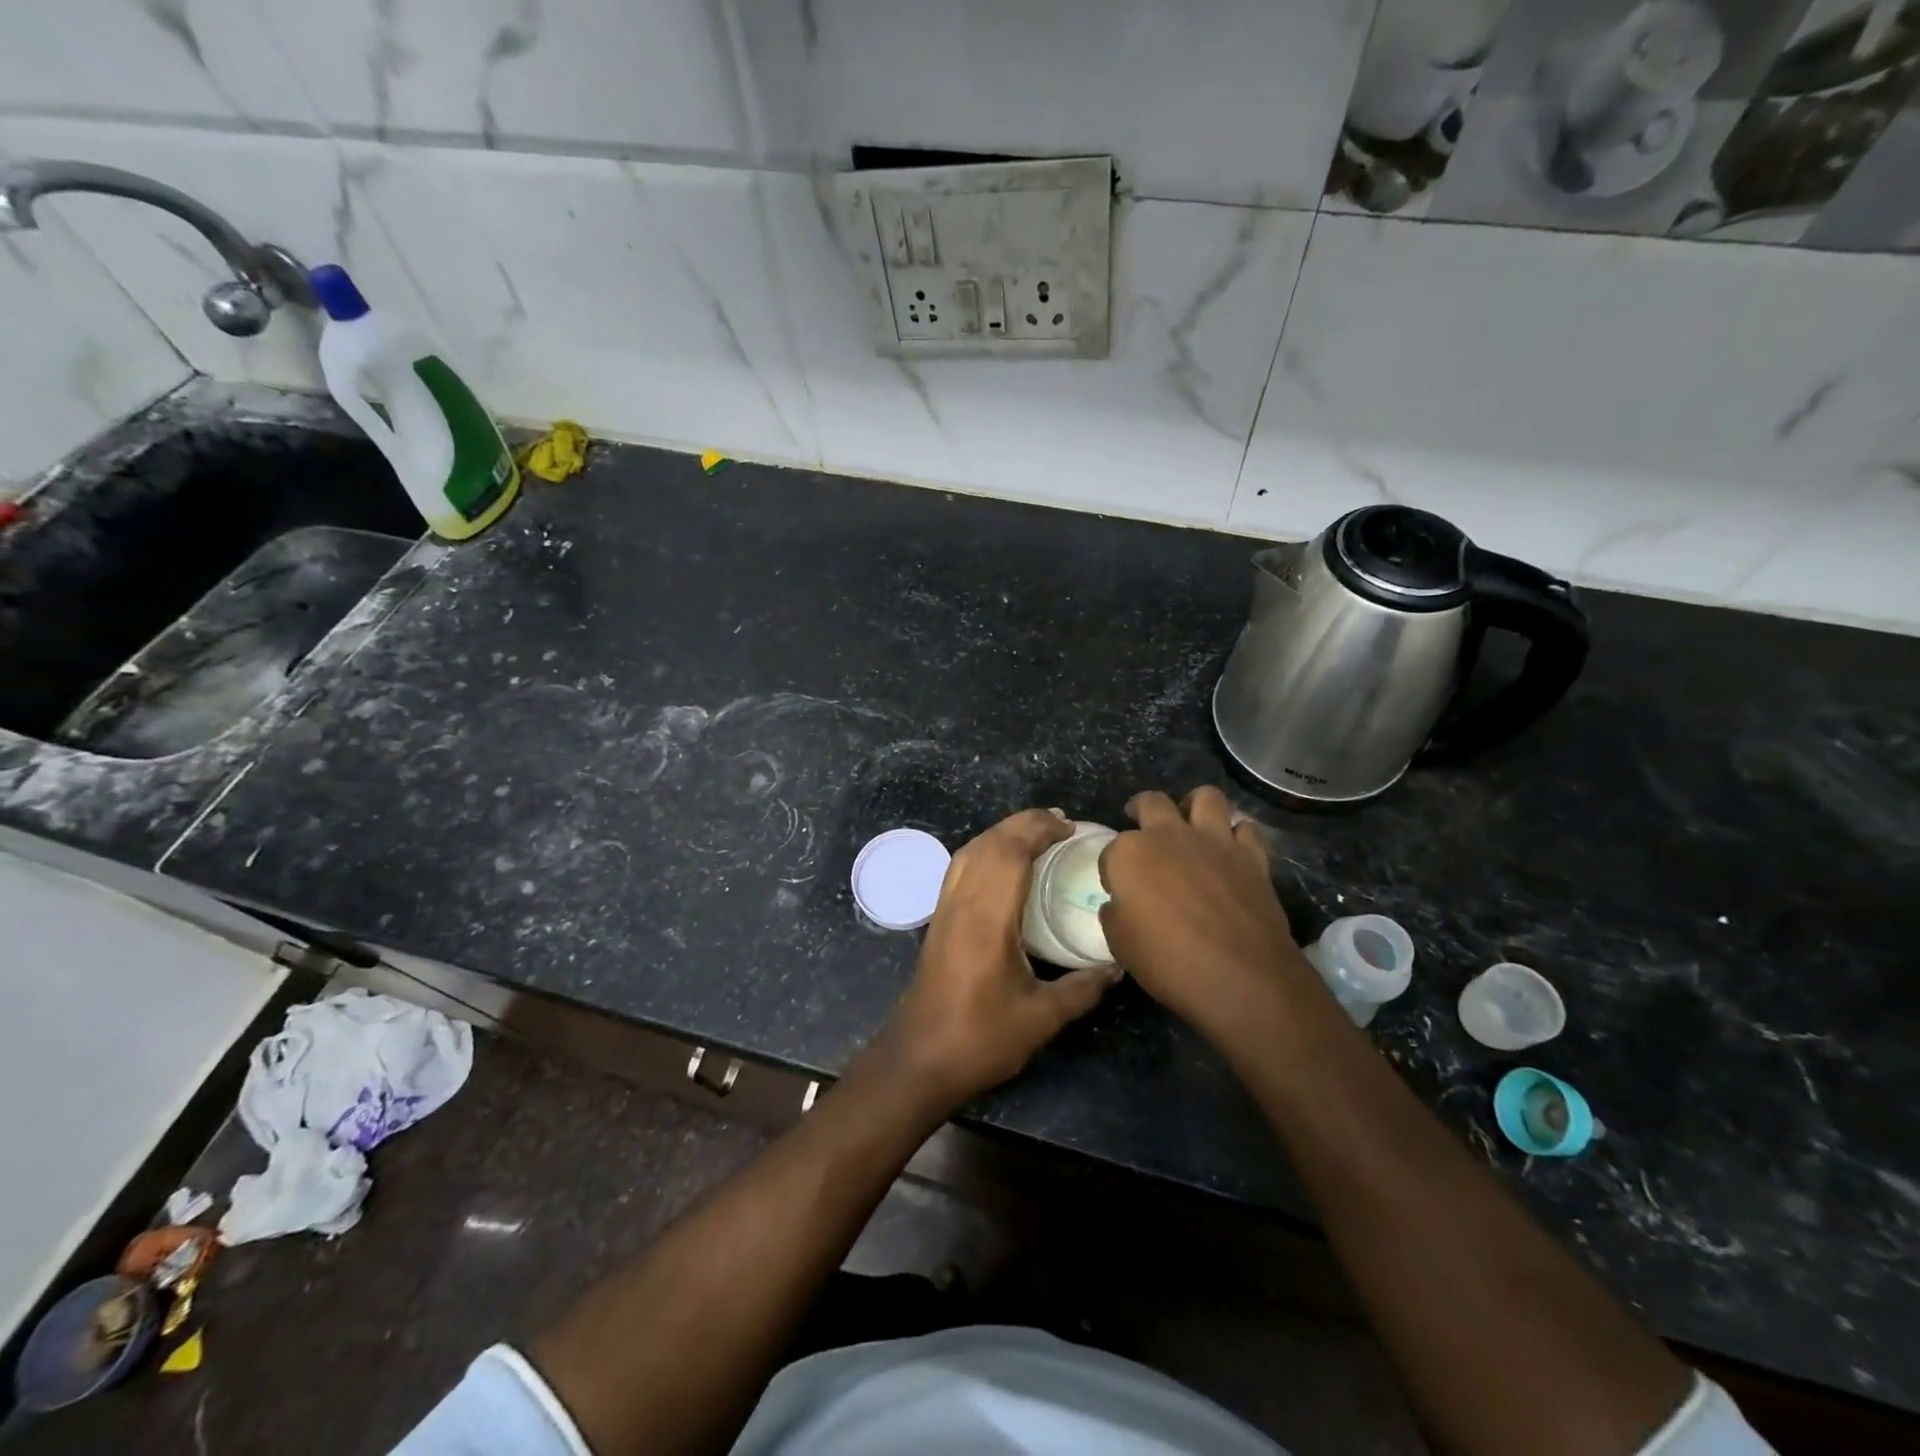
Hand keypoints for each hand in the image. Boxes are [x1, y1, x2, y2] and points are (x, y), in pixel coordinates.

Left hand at [877, 808, 1121, 1111]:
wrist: (920, 1058)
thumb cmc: (981, 1038)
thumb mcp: (1041, 1018)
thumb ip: (1082, 989)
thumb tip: (1117, 967)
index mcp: (988, 918)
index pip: (1010, 852)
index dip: (1039, 830)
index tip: (1070, 827)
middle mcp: (962, 902)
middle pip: (989, 843)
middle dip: (1023, 823)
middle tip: (1060, 823)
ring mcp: (945, 908)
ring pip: (970, 850)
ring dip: (1001, 832)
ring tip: (1035, 833)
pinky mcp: (938, 918)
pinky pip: (960, 866)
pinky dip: (984, 850)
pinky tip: (1002, 862)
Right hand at [1097, 787, 1316, 1038]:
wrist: (1241, 977)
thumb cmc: (1168, 962)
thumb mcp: (1120, 944)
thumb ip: (1116, 913)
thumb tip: (1122, 903)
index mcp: (1130, 854)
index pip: (1111, 850)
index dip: (1113, 870)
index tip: (1118, 890)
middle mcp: (1169, 835)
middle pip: (1151, 803)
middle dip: (1141, 809)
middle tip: (1141, 824)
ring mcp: (1214, 841)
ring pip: (1205, 797)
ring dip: (1195, 805)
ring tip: (1191, 819)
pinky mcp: (1251, 856)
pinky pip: (1246, 828)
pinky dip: (1237, 835)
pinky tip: (1232, 849)